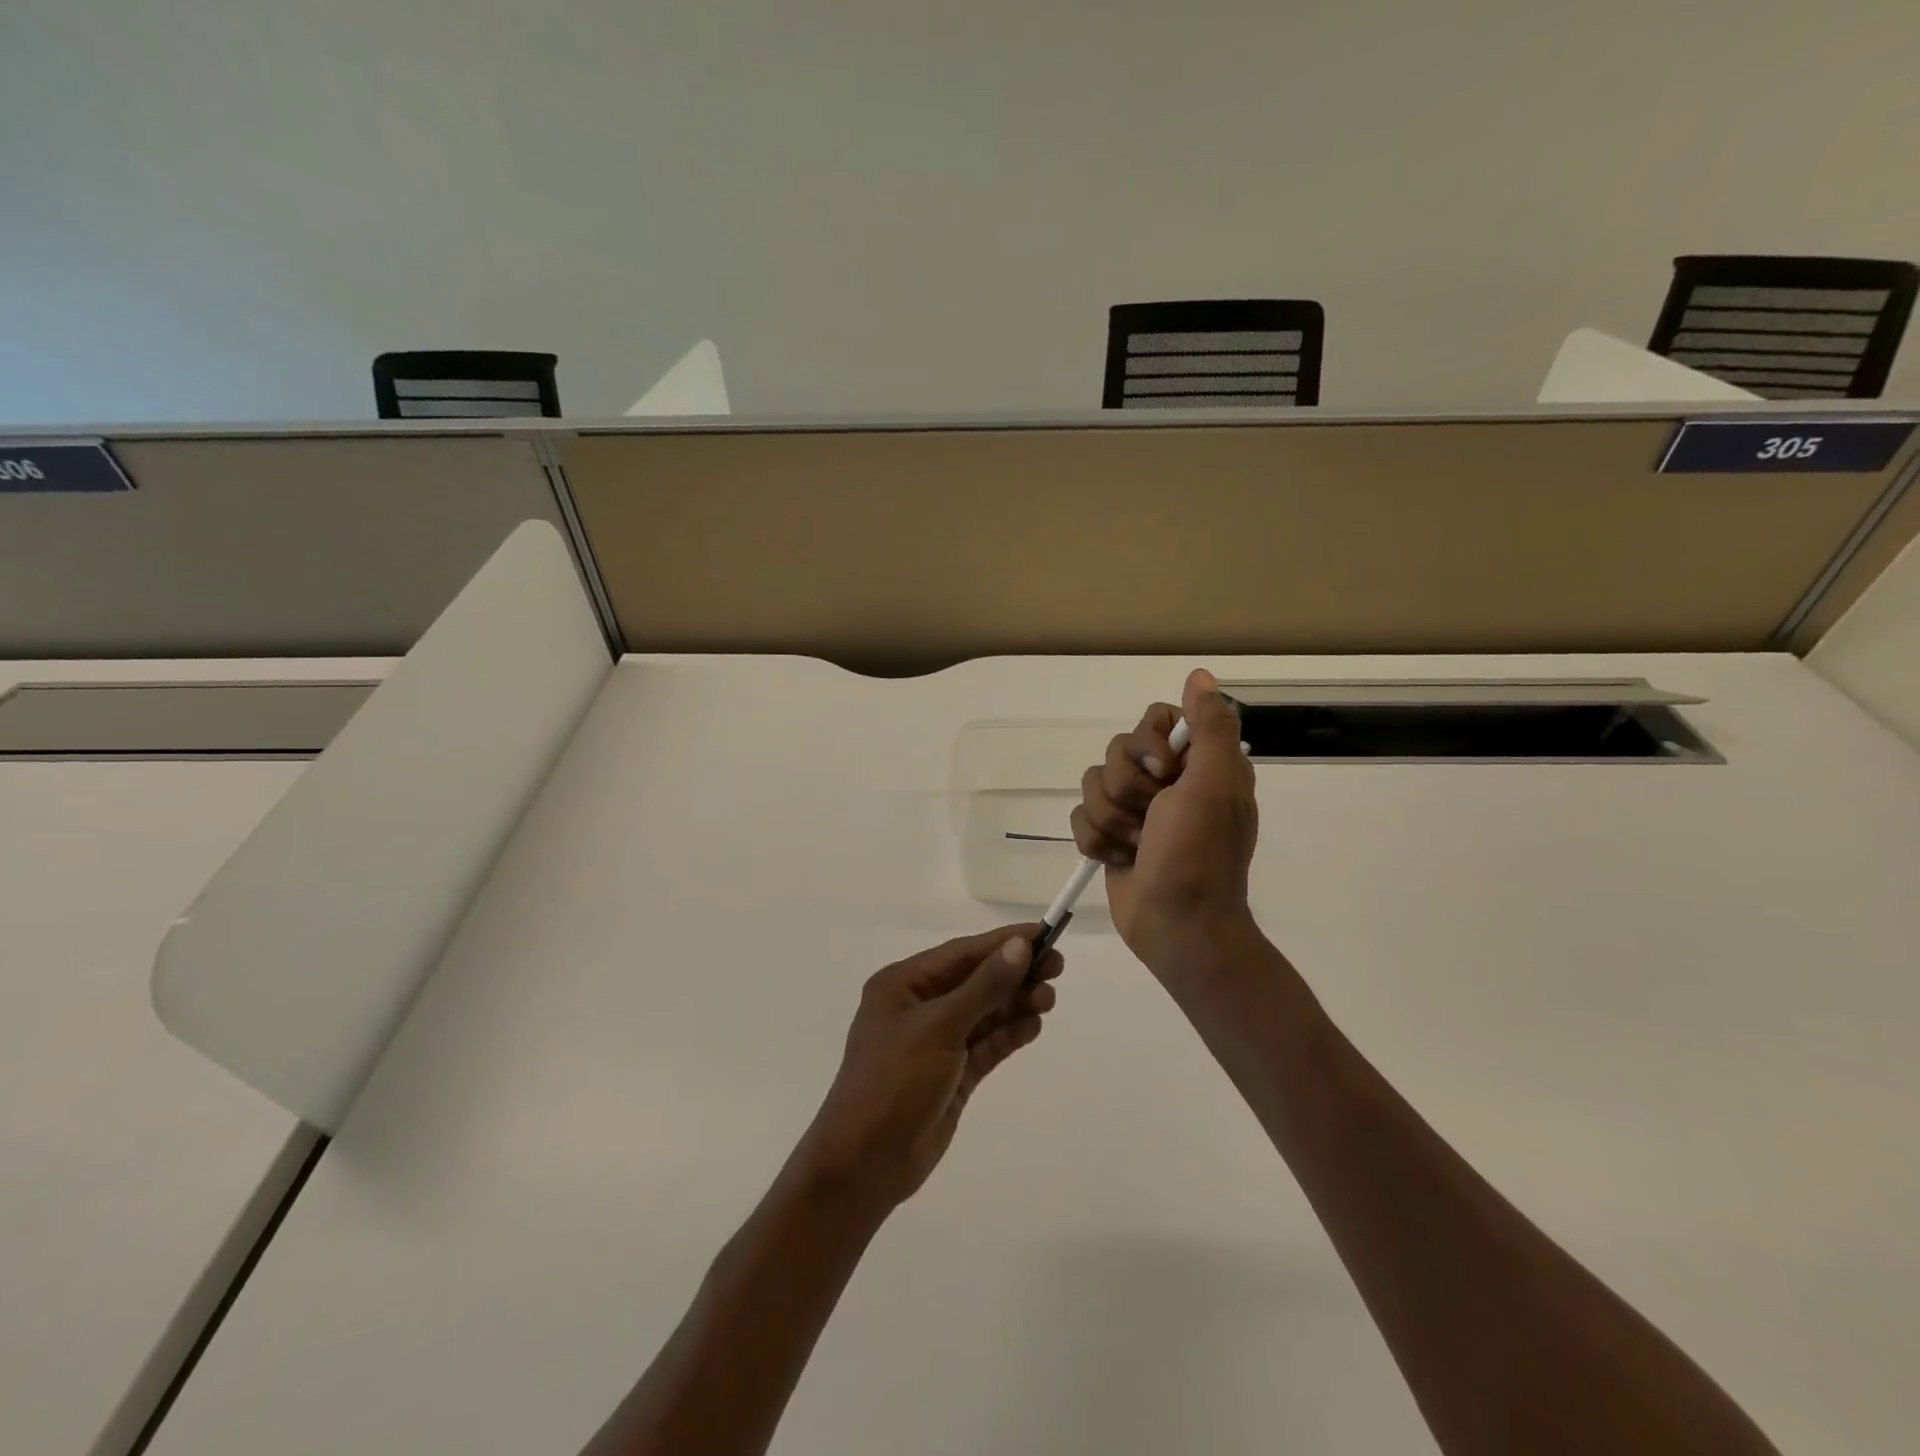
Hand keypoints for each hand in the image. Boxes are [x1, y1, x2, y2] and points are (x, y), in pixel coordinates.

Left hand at [795, 925, 1062, 1211]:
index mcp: (903, 984)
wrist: (864, 1165)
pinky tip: (1034, 1024)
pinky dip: (1010, 1033)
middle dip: (1014, 973)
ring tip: (1049, 998)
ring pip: (985, 1012)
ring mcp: (937, 1042)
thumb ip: (983, 987)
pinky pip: (986, 1044)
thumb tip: (1020, 946)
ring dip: (1016, 1003)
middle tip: (1057, 966)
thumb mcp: (939, 1028)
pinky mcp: (952, 1074)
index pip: (962, 953)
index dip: (1003, 943)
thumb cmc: (893, 1082)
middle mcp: (919, 1007)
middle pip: (976, 981)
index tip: (1044, 933)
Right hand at [1071, 668, 1259, 975]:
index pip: (1155, 719)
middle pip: (1116, 751)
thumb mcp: (1214, 784)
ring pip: (1093, 785)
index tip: (1164, 771)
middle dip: (1127, 789)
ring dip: (1112, 820)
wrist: (1178, 926)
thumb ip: (1210, 727)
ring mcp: (1136, 811)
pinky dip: (1097, 842)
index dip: (1148, 742)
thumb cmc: (1199, 854)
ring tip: (1137, 847)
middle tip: (1152, 817)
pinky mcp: (1110, 837)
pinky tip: (1120, 861)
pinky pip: (1080, 817)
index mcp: (1197, 764)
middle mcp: (1167, 782)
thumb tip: (1201, 675)